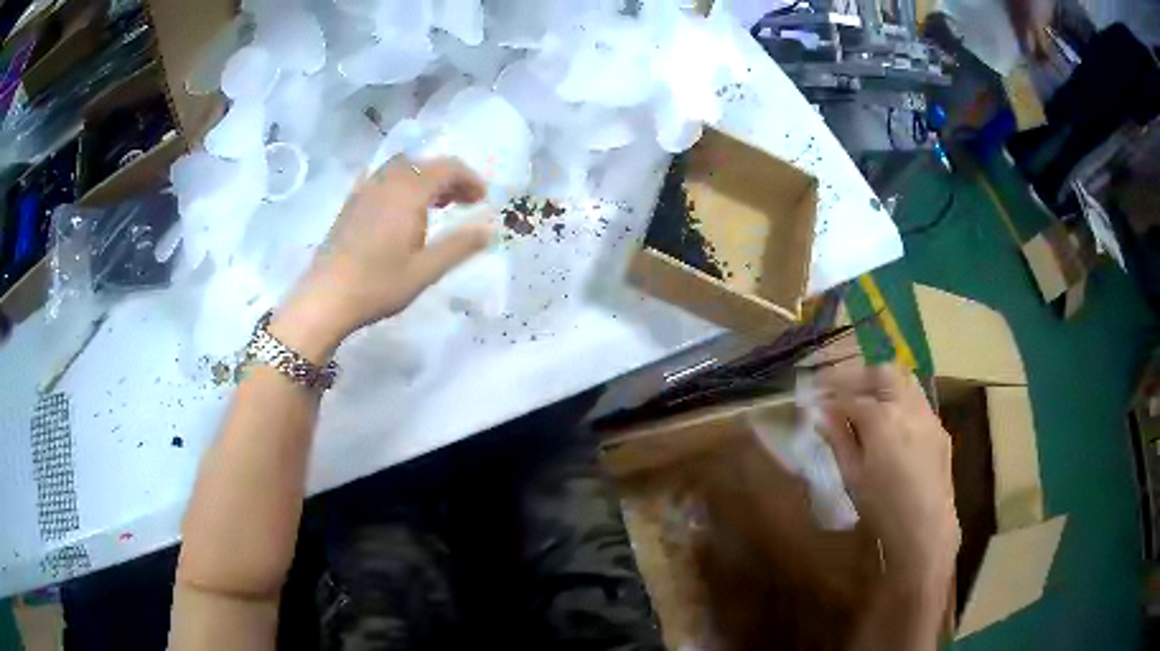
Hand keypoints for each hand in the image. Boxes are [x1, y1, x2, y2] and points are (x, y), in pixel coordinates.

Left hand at [271, 156, 492, 360]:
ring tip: (436, 204)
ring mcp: (365, 189)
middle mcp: (387, 181)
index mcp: (408, 192)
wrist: (325, 298)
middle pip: (424, 164)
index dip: (469, 178)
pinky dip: (400, 183)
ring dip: (424, 178)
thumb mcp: (425, 270)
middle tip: (464, 202)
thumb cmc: (377, 285)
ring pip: (402, 168)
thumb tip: (490, 229)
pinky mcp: (351, 202)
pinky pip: (381, 178)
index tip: (483, 199)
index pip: (447, 168)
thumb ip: (459, 246)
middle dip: (448, 177)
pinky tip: (399, 204)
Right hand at [818, 363, 959, 592]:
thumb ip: (838, 440)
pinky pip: (918, 400)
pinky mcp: (939, 427)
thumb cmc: (882, 507)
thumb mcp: (852, 476)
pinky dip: (899, 398)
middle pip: (882, 372)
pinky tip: (891, 418)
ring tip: (865, 395)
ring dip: (882, 381)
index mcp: (882, 419)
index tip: (814, 398)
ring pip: (905, 379)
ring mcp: (928, 414)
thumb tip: (822, 416)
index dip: (830, 396)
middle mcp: (908, 406)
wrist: (924, 528)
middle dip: (858, 375)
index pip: (850, 397)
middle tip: (839, 386)